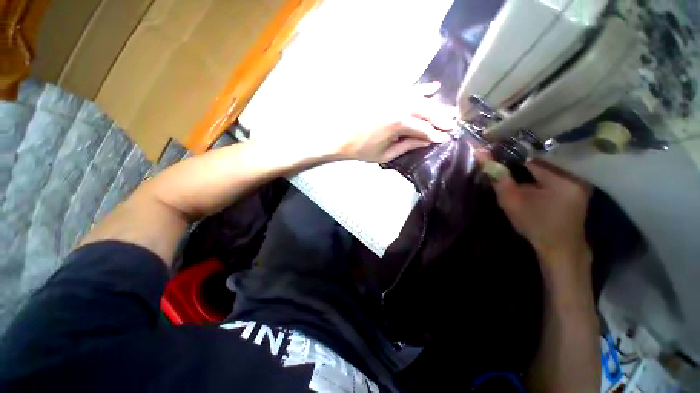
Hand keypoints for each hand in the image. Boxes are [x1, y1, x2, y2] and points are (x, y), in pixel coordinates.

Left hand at [259, 83, 452, 163]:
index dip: (436, 134)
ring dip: (436, 106)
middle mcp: (399, 105)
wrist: (340, 136)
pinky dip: (421, 89)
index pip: (424, 129)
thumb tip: (427, 140)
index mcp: (398, 123)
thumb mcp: (386, 153)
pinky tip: (433, 88)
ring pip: (421, 99)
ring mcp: (393, 96)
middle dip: (441, 118)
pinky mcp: (387, 94)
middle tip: (454, 123)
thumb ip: (408, 145)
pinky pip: (408, 89)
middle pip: (426, 111)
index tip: (447, 138)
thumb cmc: (362, 149)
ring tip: (449, 110)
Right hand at [480, 155, 592, 271]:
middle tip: (499, 155)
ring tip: (510, 161)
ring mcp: (580, 177)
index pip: (532, 154)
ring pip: (548, 160)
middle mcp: (575, 172)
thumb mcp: (511, 201)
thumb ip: (497, 177)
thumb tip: (480, 154)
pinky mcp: (578, 182)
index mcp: (561, 178)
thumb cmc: (534, 225)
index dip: (511, 151)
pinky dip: (538, 167)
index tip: (494, 148)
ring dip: (528, 161)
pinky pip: (554, 167)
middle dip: (519, 155)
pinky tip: (526, 171)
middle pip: (541, 155)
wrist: (559, 246)